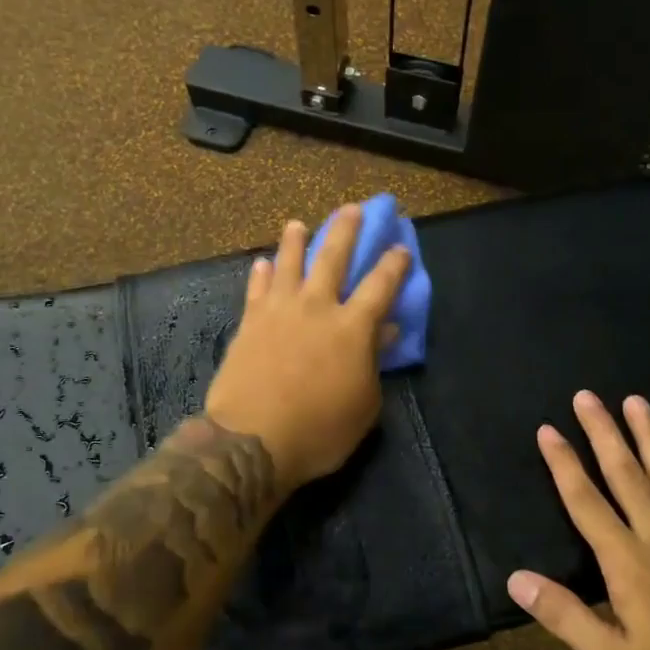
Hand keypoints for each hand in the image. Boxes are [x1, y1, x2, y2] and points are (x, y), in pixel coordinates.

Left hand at [205, 205, 411, 490]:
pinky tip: (262, 263)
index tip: (400, 247)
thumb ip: (374, 363)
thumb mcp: (364, 406)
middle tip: (352, 208)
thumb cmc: (319, 430)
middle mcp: (317, 307)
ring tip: (297, 223)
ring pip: (289, 263)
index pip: (381, 285)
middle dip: (345, 230)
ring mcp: (279, 311)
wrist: (252, 441)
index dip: (394, 264)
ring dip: (295, 240)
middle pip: (333, 257)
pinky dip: (261, 274)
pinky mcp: (249, 323)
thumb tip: (386, 332)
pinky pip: (256, 289)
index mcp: (352, 327)